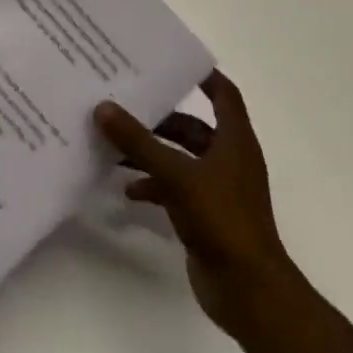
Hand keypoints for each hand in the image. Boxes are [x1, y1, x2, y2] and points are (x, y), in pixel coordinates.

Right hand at [94, 72, 295, 337]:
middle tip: (125, 103)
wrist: (248, 290)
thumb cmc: (222, 220)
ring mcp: (218, 189)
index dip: (202, 75)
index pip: (223, 94)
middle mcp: (228, 159)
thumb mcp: (176, 175)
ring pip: (180, 158)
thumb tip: (103, 107)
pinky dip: (153, 185)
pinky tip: (126, 190)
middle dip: (160, 117)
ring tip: (114, 145)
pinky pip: (175, 188)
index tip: (170, 61)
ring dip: (151, 152)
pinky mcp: (205, 215)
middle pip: (193, 127)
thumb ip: (140, 142)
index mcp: (234, 140)